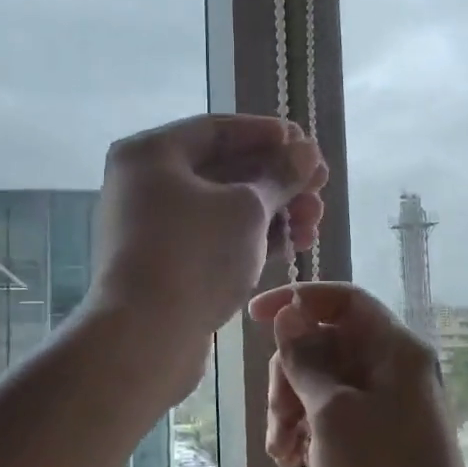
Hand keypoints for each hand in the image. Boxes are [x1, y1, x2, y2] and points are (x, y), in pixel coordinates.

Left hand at [90, 115, 326, 396]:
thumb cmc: (195, 255)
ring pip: (223, 208)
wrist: (145, 336)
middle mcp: (146, 184)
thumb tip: (307, 152)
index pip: (218, 130)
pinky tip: (293, 244)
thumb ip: (281, 176)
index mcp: (151, 154)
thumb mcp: (248, 208)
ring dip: (273, 211)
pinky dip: (252, 238)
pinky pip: (215, 238)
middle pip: (223, 170)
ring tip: (315, 222)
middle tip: (321, 187)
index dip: (268, 134)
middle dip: (278, 179)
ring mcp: (154, 227)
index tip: (306, 145)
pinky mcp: (166, 264)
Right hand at [249, 282, 467, 466]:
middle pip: (326, 344)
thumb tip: (289, 314)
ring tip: (282, 453)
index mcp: (395, 349)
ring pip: (322, 382)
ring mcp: (387, 402)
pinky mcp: (378, 434)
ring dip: (292, 409)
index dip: (298, 300)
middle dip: (289, 376)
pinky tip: (293, 462)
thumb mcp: (331, 413)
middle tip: (277, 420)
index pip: (343, 300)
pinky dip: (309, 430)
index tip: (254, 317)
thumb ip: (305, 360)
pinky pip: (333, 413)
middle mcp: (394, 367)